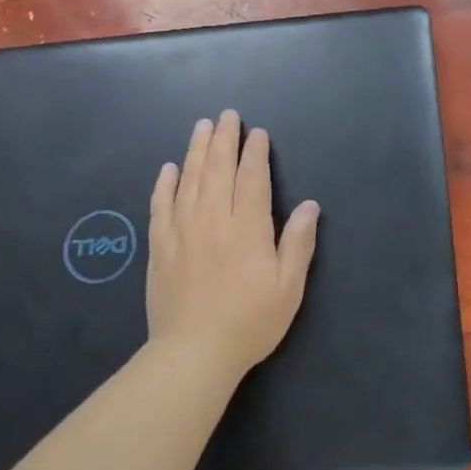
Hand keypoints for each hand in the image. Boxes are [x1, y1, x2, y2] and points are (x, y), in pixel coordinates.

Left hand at [147, 110, 320, 384]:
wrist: (193, 353)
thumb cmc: (250, 322)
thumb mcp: (288, 287)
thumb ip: (297, 243)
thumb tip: (309, 206)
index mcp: (247, 228)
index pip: (252, 178)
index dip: (255, 153)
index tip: (257, 133)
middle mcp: (212, 220)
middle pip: (218, 169)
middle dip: (225, 139)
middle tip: (227, 115)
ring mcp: (182, 231)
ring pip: (189, 180)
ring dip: (196, 150)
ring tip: (202, 127)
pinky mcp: (160, 247)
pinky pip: (161, 205)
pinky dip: (165, 184)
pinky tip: (168, 169)